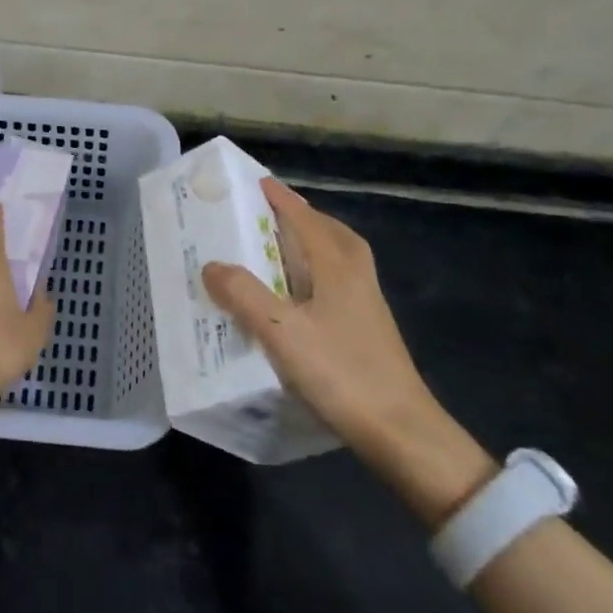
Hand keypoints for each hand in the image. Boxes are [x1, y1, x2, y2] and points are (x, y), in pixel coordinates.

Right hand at [203, 178, 495, 521]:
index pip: (302, 216)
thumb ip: (244, 295)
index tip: (252, 181)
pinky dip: (312, 270)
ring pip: (333, 254)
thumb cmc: (341, 374)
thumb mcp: (282, 334)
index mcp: (336, 264)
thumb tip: (211, 265)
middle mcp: (354, 273)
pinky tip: (293, 294)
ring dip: (306, 242)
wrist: (401, 431)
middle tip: (260, 213)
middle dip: (295, 215)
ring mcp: (365, 300)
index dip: (277, 198)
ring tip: (273, 248)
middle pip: (324, 229)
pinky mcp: (366, 325)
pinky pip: (334, 278)